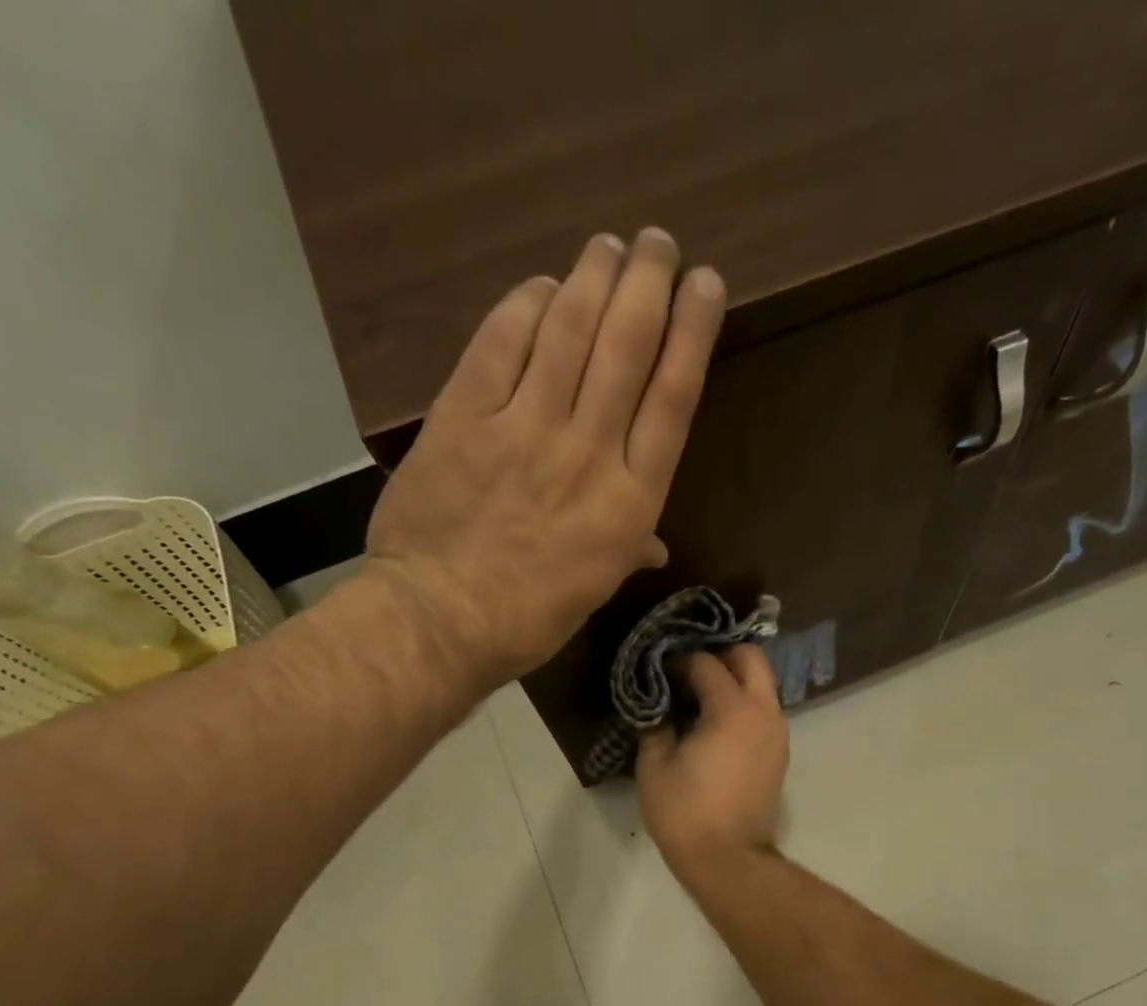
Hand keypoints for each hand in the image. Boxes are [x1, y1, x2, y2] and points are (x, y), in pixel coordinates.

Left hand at [364, 228, 726, 689]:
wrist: (440, 619)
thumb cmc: (530, 616)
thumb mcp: (597, 587)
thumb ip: (629, 547)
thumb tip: (654, 544)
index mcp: (630, 501)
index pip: (674, 397)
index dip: (693, 330)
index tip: (705, 284)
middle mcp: (588, 452)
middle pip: (628, 347)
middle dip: (649, 282)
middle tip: (658, 244)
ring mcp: (525, 429)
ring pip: (570, 331)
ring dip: (594, 276)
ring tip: (609, 245)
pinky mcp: (465, 416)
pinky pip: (500, 342)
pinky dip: (524, 305)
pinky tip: (541, 285)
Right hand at [637, 646, 789, 877]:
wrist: (729, 860)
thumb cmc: (685, 812)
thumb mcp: (655, 765)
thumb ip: (656, 724)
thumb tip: (657, 704)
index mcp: (733, 709)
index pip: (707, 663)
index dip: (680, 660)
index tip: (659, 668)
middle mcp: (764, 711)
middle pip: (751, 658)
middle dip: (722, 653)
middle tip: (689, 667)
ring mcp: (778, 732)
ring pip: (763, 684)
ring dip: (735, 679)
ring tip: (700, 693)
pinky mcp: (780, 752)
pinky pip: (764, 710)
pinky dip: (744, 703)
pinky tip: (715, 721)